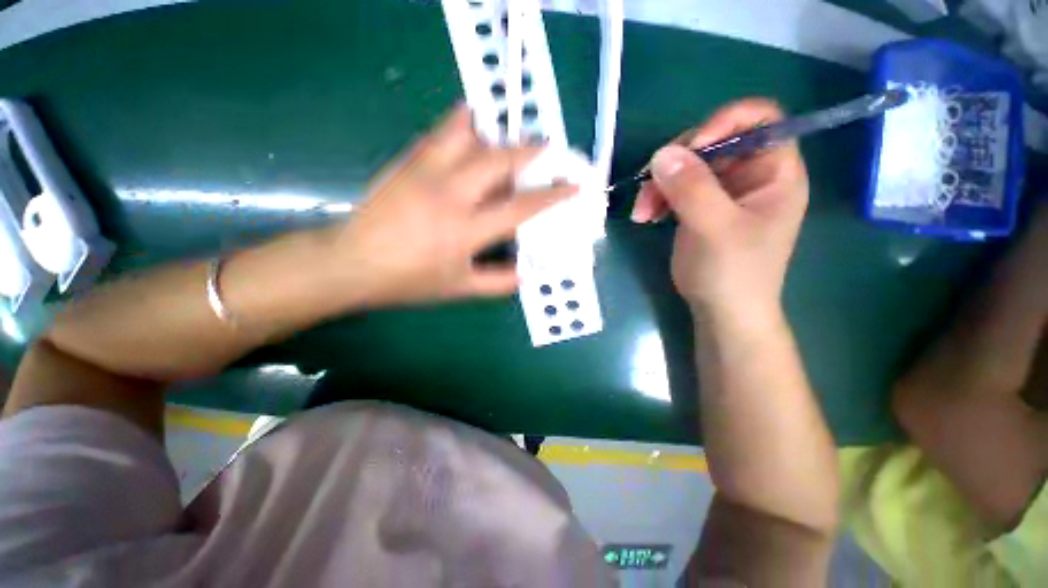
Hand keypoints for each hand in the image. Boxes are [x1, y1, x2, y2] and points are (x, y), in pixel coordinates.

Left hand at [331, 105, 576, 307]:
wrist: (351, 263)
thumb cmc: (408, 281)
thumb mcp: (459, 289)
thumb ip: (498, 282)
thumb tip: (527, 273)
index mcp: (466, 231)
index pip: (520, 207)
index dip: (552, 195)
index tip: (572, 185)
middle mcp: (450, 195)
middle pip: (499, 160)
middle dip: (530, 151)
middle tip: (548, 148)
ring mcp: (425, 172)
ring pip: (469, 136)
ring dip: (497, 133)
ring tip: (511, 137)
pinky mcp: (406, 162)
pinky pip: (439, 133)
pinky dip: (461, 123)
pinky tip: (471, 122)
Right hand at [631, 99, 808, 318]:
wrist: (722, 311)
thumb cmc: (733, 273)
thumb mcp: (715, 229)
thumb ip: (692, 188)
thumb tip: (661, 154)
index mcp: (774, 172)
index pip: (760, 119)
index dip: (724, 122)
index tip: (691, 149)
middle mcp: (750, 174)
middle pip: (712, 141)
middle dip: (677, 162)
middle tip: (650, 187)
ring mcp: (722, 191)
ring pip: (686, 166)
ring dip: (658, 184)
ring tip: (641, 212)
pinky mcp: (699, 206)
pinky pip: (675, 187)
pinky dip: (657, 197)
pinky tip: (645, 216)